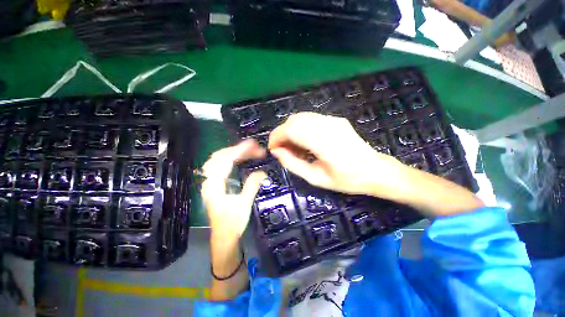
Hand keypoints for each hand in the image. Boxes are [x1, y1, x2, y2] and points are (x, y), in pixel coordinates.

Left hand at [201, 140, 266, 238]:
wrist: (224, 236)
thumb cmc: (233, 223)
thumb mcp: (244, 204)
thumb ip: (252, 186)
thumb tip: (262, 172)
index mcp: (214, 186)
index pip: (225, 161)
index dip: (239, 150)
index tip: (252, 144)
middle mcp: (209, 181)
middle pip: (220, 156)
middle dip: (238, 149)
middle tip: (254, 147)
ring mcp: (210, 182)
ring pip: (218, 159)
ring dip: (233, 152)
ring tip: (249, 150)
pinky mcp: (215, 183)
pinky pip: (220, 165)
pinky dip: (230, 158)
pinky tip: (239, 158)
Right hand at [268, 112, 403, 196]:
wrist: (374, 170)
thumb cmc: (346, 180)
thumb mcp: (316, 178)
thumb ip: (292, 164)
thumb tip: (276, 151)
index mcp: (325, 142)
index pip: (292, 129)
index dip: (277, 137)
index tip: (273, 149)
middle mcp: (328, 125)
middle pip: (294, 120)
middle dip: (282, 134)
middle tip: (283, 150)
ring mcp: (333, 120)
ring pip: (301, 118)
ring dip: (291, 131)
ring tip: (294, 148)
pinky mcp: (335, 119)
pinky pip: (310, 119)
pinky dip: (301, 129)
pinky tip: (305, 142)